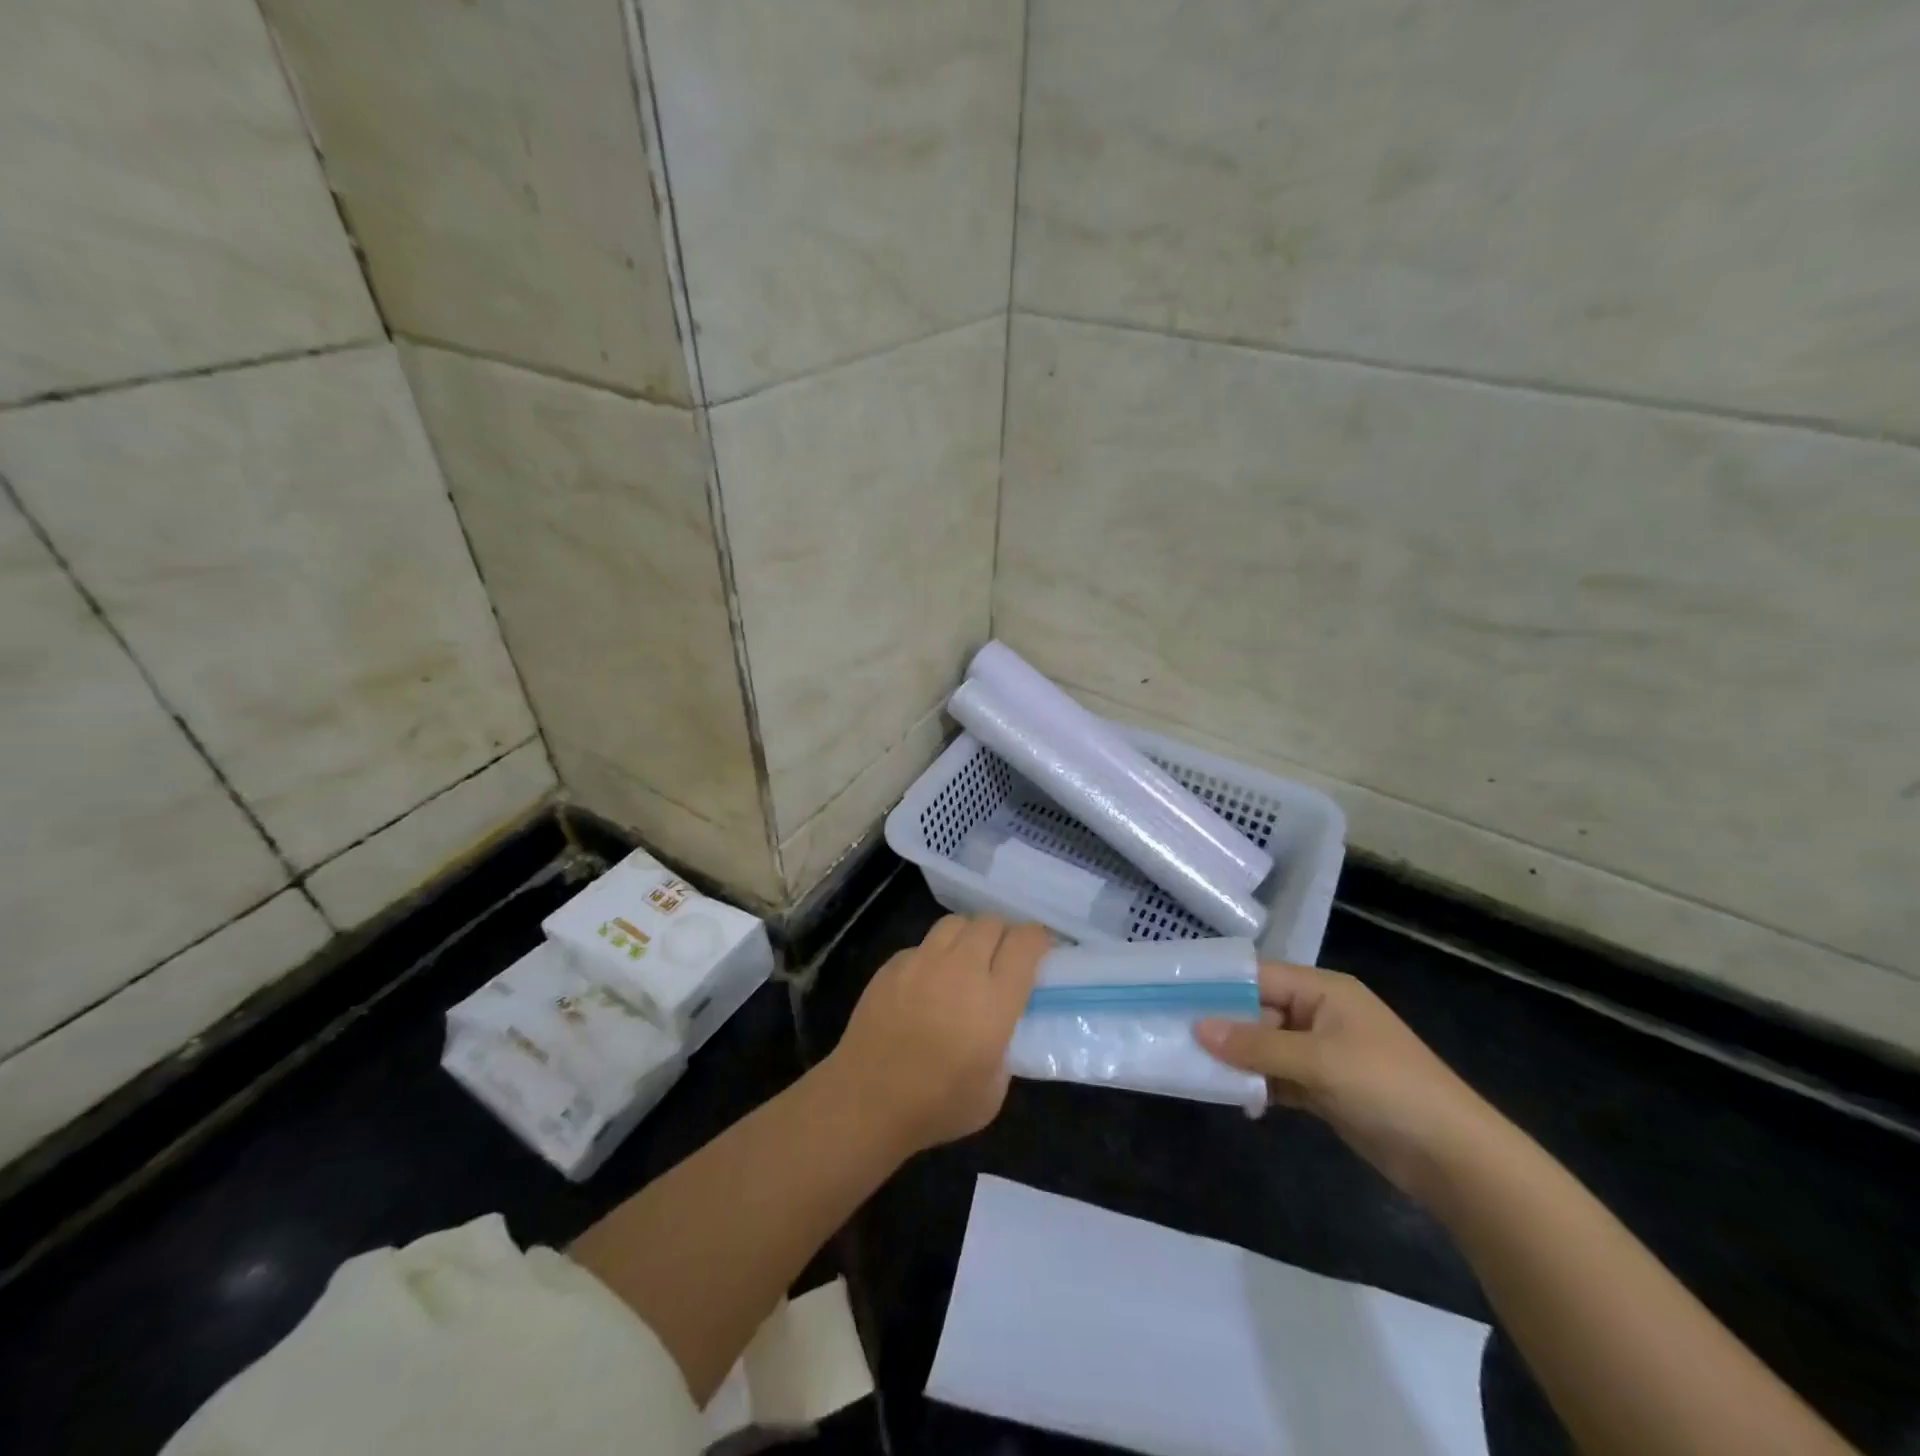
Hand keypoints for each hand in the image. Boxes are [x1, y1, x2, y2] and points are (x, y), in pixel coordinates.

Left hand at [825, 915, 1048, 1157]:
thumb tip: (1001, 1027)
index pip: (1025, 942)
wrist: (866, 1101)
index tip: (1040, 952)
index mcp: (994, 1000)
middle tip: (1004, 959)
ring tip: (967, 960)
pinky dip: (934, 954)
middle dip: (1005, 935)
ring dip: (970, 936)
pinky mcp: (892, 964)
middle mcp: (961, 968)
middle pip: (991, 923)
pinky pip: (923, 944)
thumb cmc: (936, 1105)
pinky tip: (928, 983)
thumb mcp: (994, 1090)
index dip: (1038, 940)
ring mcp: (922, 961)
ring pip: (956, 923)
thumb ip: (1005, 1047)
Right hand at [1195, 963, 1497, 1199]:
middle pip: (1258, 1010)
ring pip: (1265, 1046)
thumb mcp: (1318, 1061)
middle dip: (1222, 1025)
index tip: (1174, 993)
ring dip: (1237, 1058)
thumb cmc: (1388, 1088)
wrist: (1456, 1161)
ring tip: (1192, 1066)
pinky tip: (1231, 1096)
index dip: (1219, 985)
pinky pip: (1278, 1076)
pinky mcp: (1324, 1088)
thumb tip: (1198, 1028)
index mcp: (1324, 990)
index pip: (1259, 976)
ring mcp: (1323, 1052)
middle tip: (1174, 1034)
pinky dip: (1257, 1085)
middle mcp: (1320, 1014)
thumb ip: (1256, 1045)